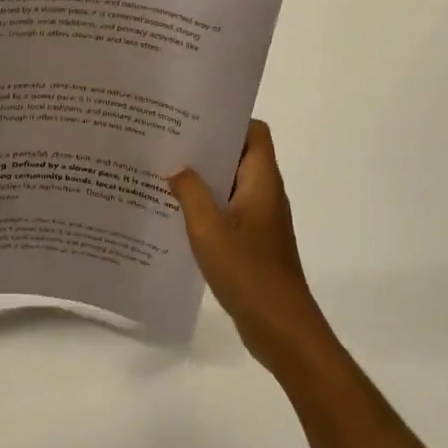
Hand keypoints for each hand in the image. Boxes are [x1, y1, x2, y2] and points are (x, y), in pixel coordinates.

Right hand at [169, 121, 333, 373]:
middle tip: (169, 141)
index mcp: (262, 181)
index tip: (194, 117)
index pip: (254, 131)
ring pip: (231, 184)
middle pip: (239, 155)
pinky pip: (229, 210)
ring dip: (203, 178)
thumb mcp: (209, 229)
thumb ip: (190, 192)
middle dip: (206, 147)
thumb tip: (176, 167)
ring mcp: (261, 219)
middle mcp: (265, 193)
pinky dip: (207, 205)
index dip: (228, 120)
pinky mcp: (254, 241)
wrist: (281, 329)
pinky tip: (176, 213)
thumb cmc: (248, 273)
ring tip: (165, 172)